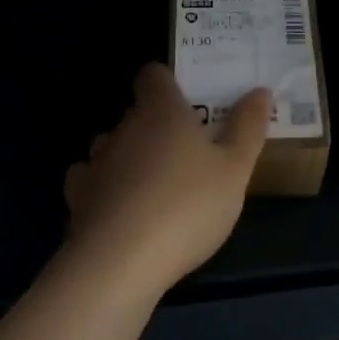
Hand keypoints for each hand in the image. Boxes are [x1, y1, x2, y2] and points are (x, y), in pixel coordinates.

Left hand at [64, 64, 269, 296]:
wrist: (118, 264)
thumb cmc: (187, 205)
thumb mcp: (235, 169)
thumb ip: (248, 128)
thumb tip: (260, 91)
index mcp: (162, 110)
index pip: (153, 75)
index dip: (167, 83)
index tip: (187, 100)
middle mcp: (124, 127)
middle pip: (137, 112)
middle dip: (156, 125)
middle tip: (186, 151)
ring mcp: (96, 163)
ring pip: (112, 146)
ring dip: (129, 157)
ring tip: (154, 184)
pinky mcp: (77, 200)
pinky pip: (90, 182)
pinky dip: (104, 189)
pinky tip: (121, 210)